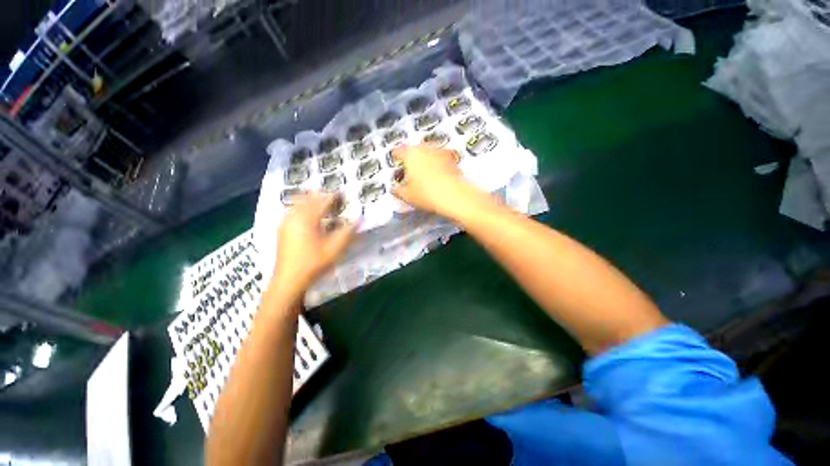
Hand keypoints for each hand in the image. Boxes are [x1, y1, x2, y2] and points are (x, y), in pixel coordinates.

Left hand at [272, 192, 356, 296]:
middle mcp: (294, 217)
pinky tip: (305, 214)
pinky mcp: (282, 231)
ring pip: (297, 204)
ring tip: (319, 202)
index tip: (342, 193)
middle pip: (307, 199)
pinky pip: (292, 212)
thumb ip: (348, 232)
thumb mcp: (335, 249)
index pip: (322, 202)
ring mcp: (286, 224)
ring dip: (309, 201)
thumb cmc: (314, 263)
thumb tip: (359, 220)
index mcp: (308, 220)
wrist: (289, 280)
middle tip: (331, 196)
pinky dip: (301, 208)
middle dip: (320, 195)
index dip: (333, 197)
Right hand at [391, 145, 479, 219]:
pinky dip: (438, 163)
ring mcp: (440, 152)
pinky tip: (438, 174)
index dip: (395, 156)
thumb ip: (398, 190)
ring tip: (424, 171)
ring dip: (426, 158)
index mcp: (410, 154)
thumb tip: (395, 189)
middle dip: (412, 157)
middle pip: (415, 149)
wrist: (454, 196)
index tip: (395, 160)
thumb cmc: (427, 194)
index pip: (399, 151)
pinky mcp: (453, 159)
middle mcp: (425, 148)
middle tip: (410, 168)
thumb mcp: (407, 196)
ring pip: (429, 151)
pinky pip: (441, 158)